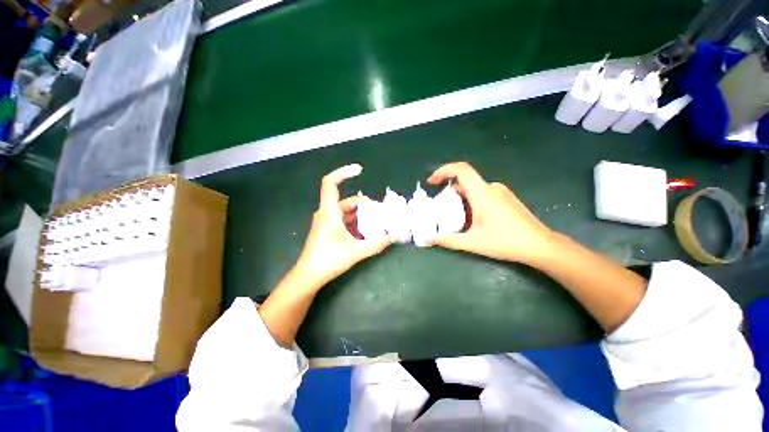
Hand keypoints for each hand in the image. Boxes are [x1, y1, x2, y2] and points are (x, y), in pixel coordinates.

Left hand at [294, 164, 391, 288]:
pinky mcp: (328, 230)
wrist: (309, 276)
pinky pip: (344, 220)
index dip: (343, 172)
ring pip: (346, 211)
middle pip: (347, 200)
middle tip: (380, 214)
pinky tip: (366, 233)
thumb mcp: (356, 251)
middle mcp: (326, 213)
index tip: (360, 170)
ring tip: (376, 224)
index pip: (330, 183)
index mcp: (329, 212)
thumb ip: (376, 243)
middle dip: (364, 205)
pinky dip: (356, 223)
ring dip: (361, 216)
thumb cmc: (328, 260)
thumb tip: (393, 236)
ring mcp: (327, 222)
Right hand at [427, 162, 554, 264]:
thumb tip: (429, 239)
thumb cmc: (505, 242)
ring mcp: (501, 191)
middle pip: (464, 180)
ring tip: (454, 215)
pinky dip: (471, 200)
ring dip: (460, 197)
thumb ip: (449, 240)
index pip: (461, 170)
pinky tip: (472, 217)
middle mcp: (491, 187)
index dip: (443, 171)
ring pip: (473, 188)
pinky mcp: (506, 197)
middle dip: (448, 191)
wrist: (540, 245)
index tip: (431, 182)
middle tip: (440, 207)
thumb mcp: (473, 243)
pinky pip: (483, 192)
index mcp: (482, 193)